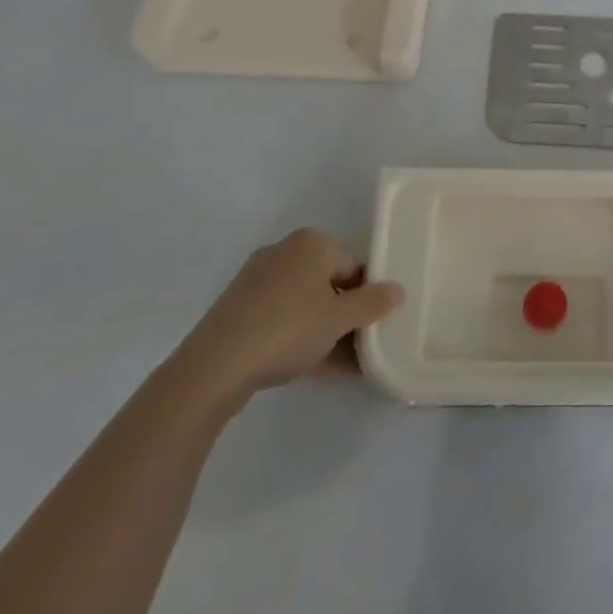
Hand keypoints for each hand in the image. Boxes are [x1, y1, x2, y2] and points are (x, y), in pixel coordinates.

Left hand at [169, 228, 403, 412]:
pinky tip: (316, 370)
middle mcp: (284, 253)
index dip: (368, 297)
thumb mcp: (340, 318)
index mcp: (311, 243)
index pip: (353, 266)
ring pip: (304, 306)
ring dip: (325, 333)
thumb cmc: (288, 328)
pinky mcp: (238, 312)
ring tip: (345, 367)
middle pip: (328, 285)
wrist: (214, 367)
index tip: (376, 326)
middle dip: (346, 317)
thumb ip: (373, 303)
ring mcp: (257, 283)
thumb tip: (398, 290)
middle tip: (362, 348)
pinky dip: (300, 340)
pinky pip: (281, 321)